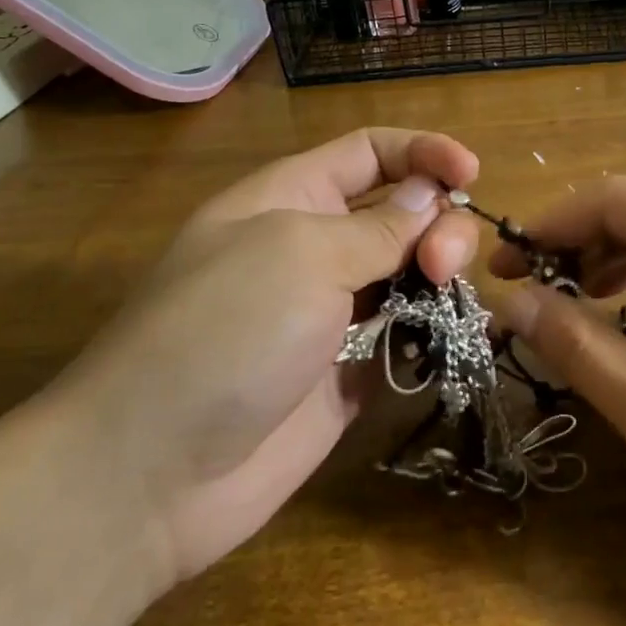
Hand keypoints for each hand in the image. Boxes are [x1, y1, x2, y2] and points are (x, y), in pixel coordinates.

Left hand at [62, 129, 480, 588]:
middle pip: (400, 212)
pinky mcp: (345, 374)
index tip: (473, 173)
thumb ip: (376, 227)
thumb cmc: (224, 332)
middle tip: (443, 265)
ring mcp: (330, 314)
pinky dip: (429, 333)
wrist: (152, 473)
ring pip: (408, 274)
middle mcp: (313, 248)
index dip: (422, 152)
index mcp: (291, 198)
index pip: (369, 153)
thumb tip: (428, 198)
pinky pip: (402, 338)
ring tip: (444, 300)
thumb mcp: (300, 254)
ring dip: (439, 277)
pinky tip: (443, 342)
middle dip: (437, 224)